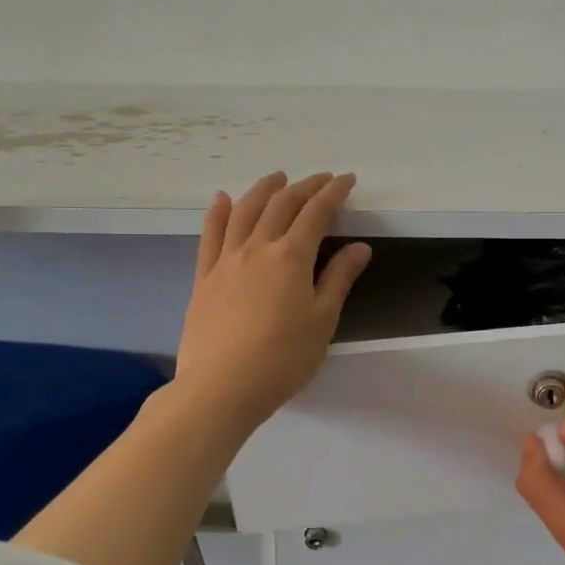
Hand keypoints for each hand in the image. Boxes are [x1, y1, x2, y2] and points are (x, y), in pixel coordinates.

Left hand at [175, 172, 371, 429]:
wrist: (221, 387)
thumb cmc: (283, 358)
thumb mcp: (322, 320)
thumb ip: (339, 279)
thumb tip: (359, 247)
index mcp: (292, 257)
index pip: (317, 213)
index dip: (334, 192)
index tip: (347, 180)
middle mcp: (258, 248)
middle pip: (282, 204)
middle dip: (304, 186)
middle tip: (321, 179)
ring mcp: (226, 260)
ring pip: (245, 210)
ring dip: (264, 189)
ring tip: (277, 178)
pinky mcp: (204, 277)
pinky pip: (210, 234)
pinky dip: (218, 211)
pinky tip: (222, 199)